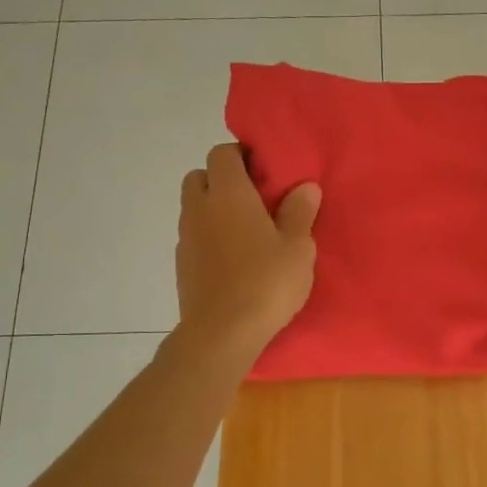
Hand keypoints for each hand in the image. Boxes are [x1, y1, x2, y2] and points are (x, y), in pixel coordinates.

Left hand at [176, 144, 320, 364]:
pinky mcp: (181, 265)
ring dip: (214, 210)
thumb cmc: (265, 283)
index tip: (264, 171)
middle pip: (199, 177)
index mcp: (228, 194)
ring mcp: (185, 238)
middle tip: (253, 200)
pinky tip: (233, 260)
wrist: (221, 334)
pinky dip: (209, 238)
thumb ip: (299, 212)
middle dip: (222, 180)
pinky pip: (194, 237)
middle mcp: (199, 208)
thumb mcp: (297, 247)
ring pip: (194, 208)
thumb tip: (304, 186)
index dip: (241, 155)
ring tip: (246, 232)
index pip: (222, 153)